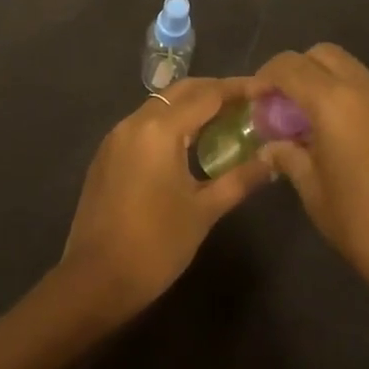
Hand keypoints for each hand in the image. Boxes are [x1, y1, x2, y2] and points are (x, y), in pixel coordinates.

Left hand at [59, 77, 274, 322]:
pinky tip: (189, 143)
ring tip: (225, 121)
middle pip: (182, 91)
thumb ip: (240, 179)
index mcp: (160, 129)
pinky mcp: (107, 153)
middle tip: (248, 102)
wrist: (95, 280)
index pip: (208, 94)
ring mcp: (117, 136)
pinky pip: (145, 123)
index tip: (267, 88)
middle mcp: (135, 121)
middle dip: (216, 91)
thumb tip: (273, 160)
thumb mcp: (204, 212)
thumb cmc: (156, 245)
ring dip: (192, 106)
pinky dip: (171, 123)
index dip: (240, 88)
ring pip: (161, 105)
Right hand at [258, 44, 368, 315]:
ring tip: (315, 125)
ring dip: (327, 84)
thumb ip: (290, 158)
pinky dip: (354, 101)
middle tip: (284, 106)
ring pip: (352, 71)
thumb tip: (274, 145)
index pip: (290, 66)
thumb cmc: (368, 229)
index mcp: (335, 102)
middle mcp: (368, 89)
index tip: (255, 100)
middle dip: (297, 71)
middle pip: (323, 55)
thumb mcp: (316, 195)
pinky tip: (350, 141)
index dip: (265, 76)